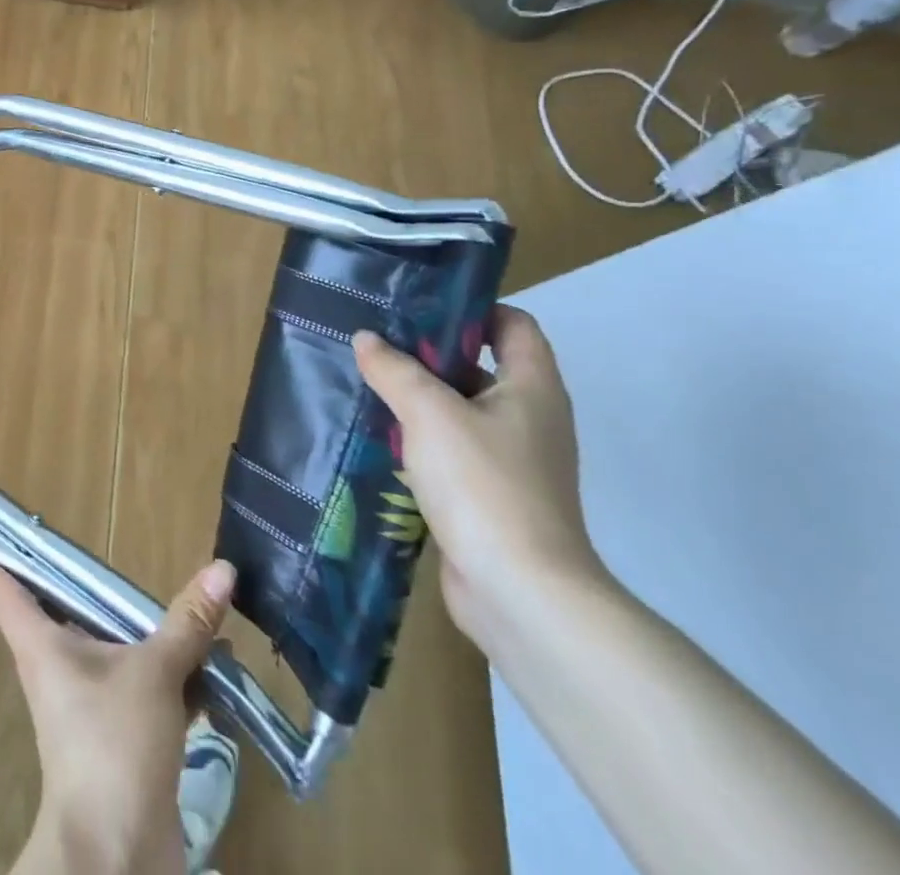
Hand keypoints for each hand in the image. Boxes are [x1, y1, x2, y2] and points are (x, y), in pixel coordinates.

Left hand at [0, 553, 234, 874]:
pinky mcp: (116, 734)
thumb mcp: (154, 672)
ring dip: (145, 629)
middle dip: (87, 582)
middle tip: (106, 547)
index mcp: (41, 642)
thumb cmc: (112, 745)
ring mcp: (85, 701)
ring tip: (189, 603)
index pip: (3, 587)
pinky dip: (169, 672)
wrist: (115, 856)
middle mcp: (56, 665)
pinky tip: (211, 663)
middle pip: (61, 608)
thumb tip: (222, 567)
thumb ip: (187, 622)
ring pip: (110, 646)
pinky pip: (139, 685)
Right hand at [353, 306, 604, 649]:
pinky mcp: (493, 497)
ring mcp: (514, 462)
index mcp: (533, 388)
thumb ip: (395, 369)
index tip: (419, 307)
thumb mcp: (429, 412)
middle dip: (431, 354)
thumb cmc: (484, 484)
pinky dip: (422, 441)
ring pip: (462, 412)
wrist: (520, 593)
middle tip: (377, 343)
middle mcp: (531, 419)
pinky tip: (381, 439)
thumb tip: (366, 339)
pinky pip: (454, 452)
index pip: (514, 325)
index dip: (473, 309)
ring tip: (368, 385)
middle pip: (481, 367)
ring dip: (420, 400)